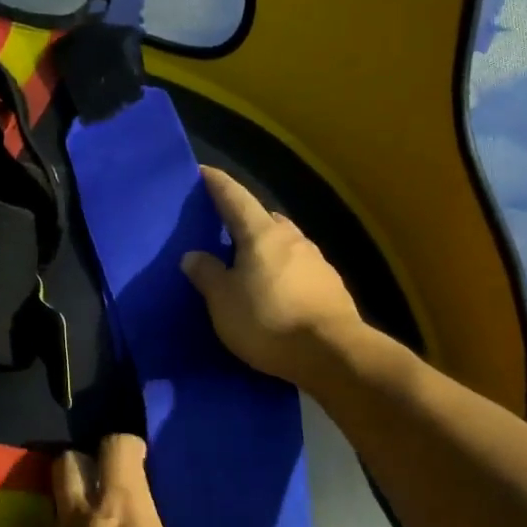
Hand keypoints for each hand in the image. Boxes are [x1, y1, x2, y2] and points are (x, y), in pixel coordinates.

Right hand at [181, 165, 367, 390]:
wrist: (333, 354)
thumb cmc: (268, 320)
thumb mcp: (223, 301)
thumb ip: (206, 274)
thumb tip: (193, 255)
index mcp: (261, 234)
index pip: (234, 197)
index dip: (217, 184)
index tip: (202, 172)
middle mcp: (292, 238)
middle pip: (264, 219)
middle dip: (244, 220)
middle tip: (224, 230)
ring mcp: (316, 260)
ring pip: (284, 243)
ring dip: (266, 248)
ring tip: (249, 265)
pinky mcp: (331, 285)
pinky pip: (298, 267)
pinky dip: (283, 270)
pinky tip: (276, 290)